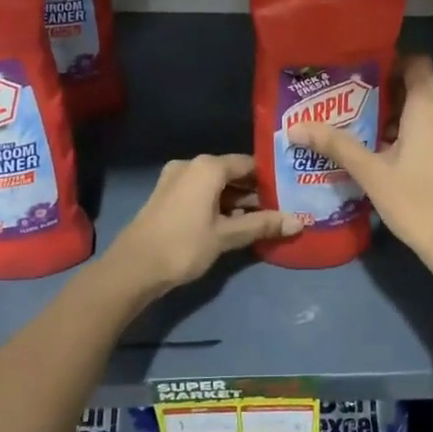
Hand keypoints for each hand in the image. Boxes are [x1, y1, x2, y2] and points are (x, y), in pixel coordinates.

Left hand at [105, 154, 299, 295]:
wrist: (133, 268)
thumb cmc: (184, 245)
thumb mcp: (227, 235)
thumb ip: (262, 224)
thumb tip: (299, 222)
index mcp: (208, 167)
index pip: (249, 164)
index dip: (270, 179)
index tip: (289, 193)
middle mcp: (191, 165)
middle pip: (232, 173)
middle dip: (254, 191)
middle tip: (279, 209)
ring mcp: (175, 179)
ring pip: (216, 184)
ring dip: (236, 200)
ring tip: (260, 220)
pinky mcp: (166, 195)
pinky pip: (201, 192)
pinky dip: (218, 203)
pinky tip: (232, 223)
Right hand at [294, 56, 432, 303]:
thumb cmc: (416, 202)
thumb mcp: (371, 173)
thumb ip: (336, 145)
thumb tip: (295, 127)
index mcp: (430, 108)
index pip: (417, 63)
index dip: (393, 60)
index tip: (363, 71)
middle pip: (420, 87)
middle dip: (389, 92)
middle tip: (354, 102)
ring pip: (430, 111)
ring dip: (402, 115)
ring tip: (366, 128)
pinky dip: (417, 132)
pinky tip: (391, 153)